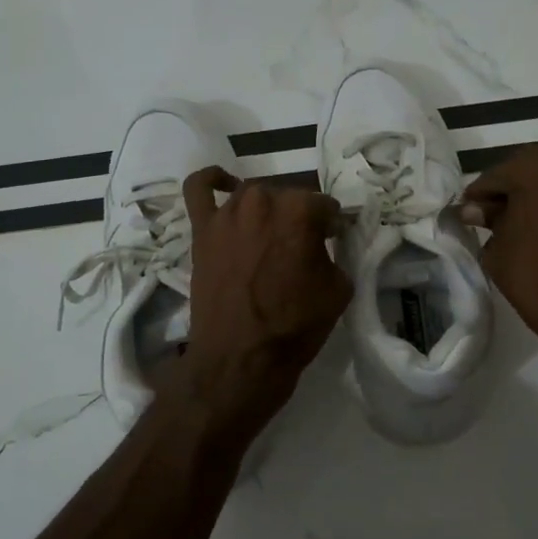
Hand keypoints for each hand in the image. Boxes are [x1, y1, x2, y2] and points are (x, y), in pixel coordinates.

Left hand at [176, 168, 351, 435]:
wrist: (240, 358)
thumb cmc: (294, 326)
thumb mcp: (338, 289)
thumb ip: (334, 253)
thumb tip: (323, 243)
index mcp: (300, 210)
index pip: (325, 207)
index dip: (330, 227)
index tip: (330, 244)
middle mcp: (263, 200)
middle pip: (289, 197)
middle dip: (299, 219)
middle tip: (300, 250)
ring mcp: (228, 212)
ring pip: (254, 195)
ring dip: (266, 210)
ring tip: (269, 237)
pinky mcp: (202, 228)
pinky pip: (199, 188)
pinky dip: (211, 180)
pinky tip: (224, 184)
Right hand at [459, 145, 537, 385]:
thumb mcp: (500, 252)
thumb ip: (488, 222)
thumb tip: (476, 210)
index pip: (496, 175)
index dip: (478, 196)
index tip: (467, 215)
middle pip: (529, 169)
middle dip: (508, 190)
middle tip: (491, 217)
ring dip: (536, 195)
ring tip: (520, 225)